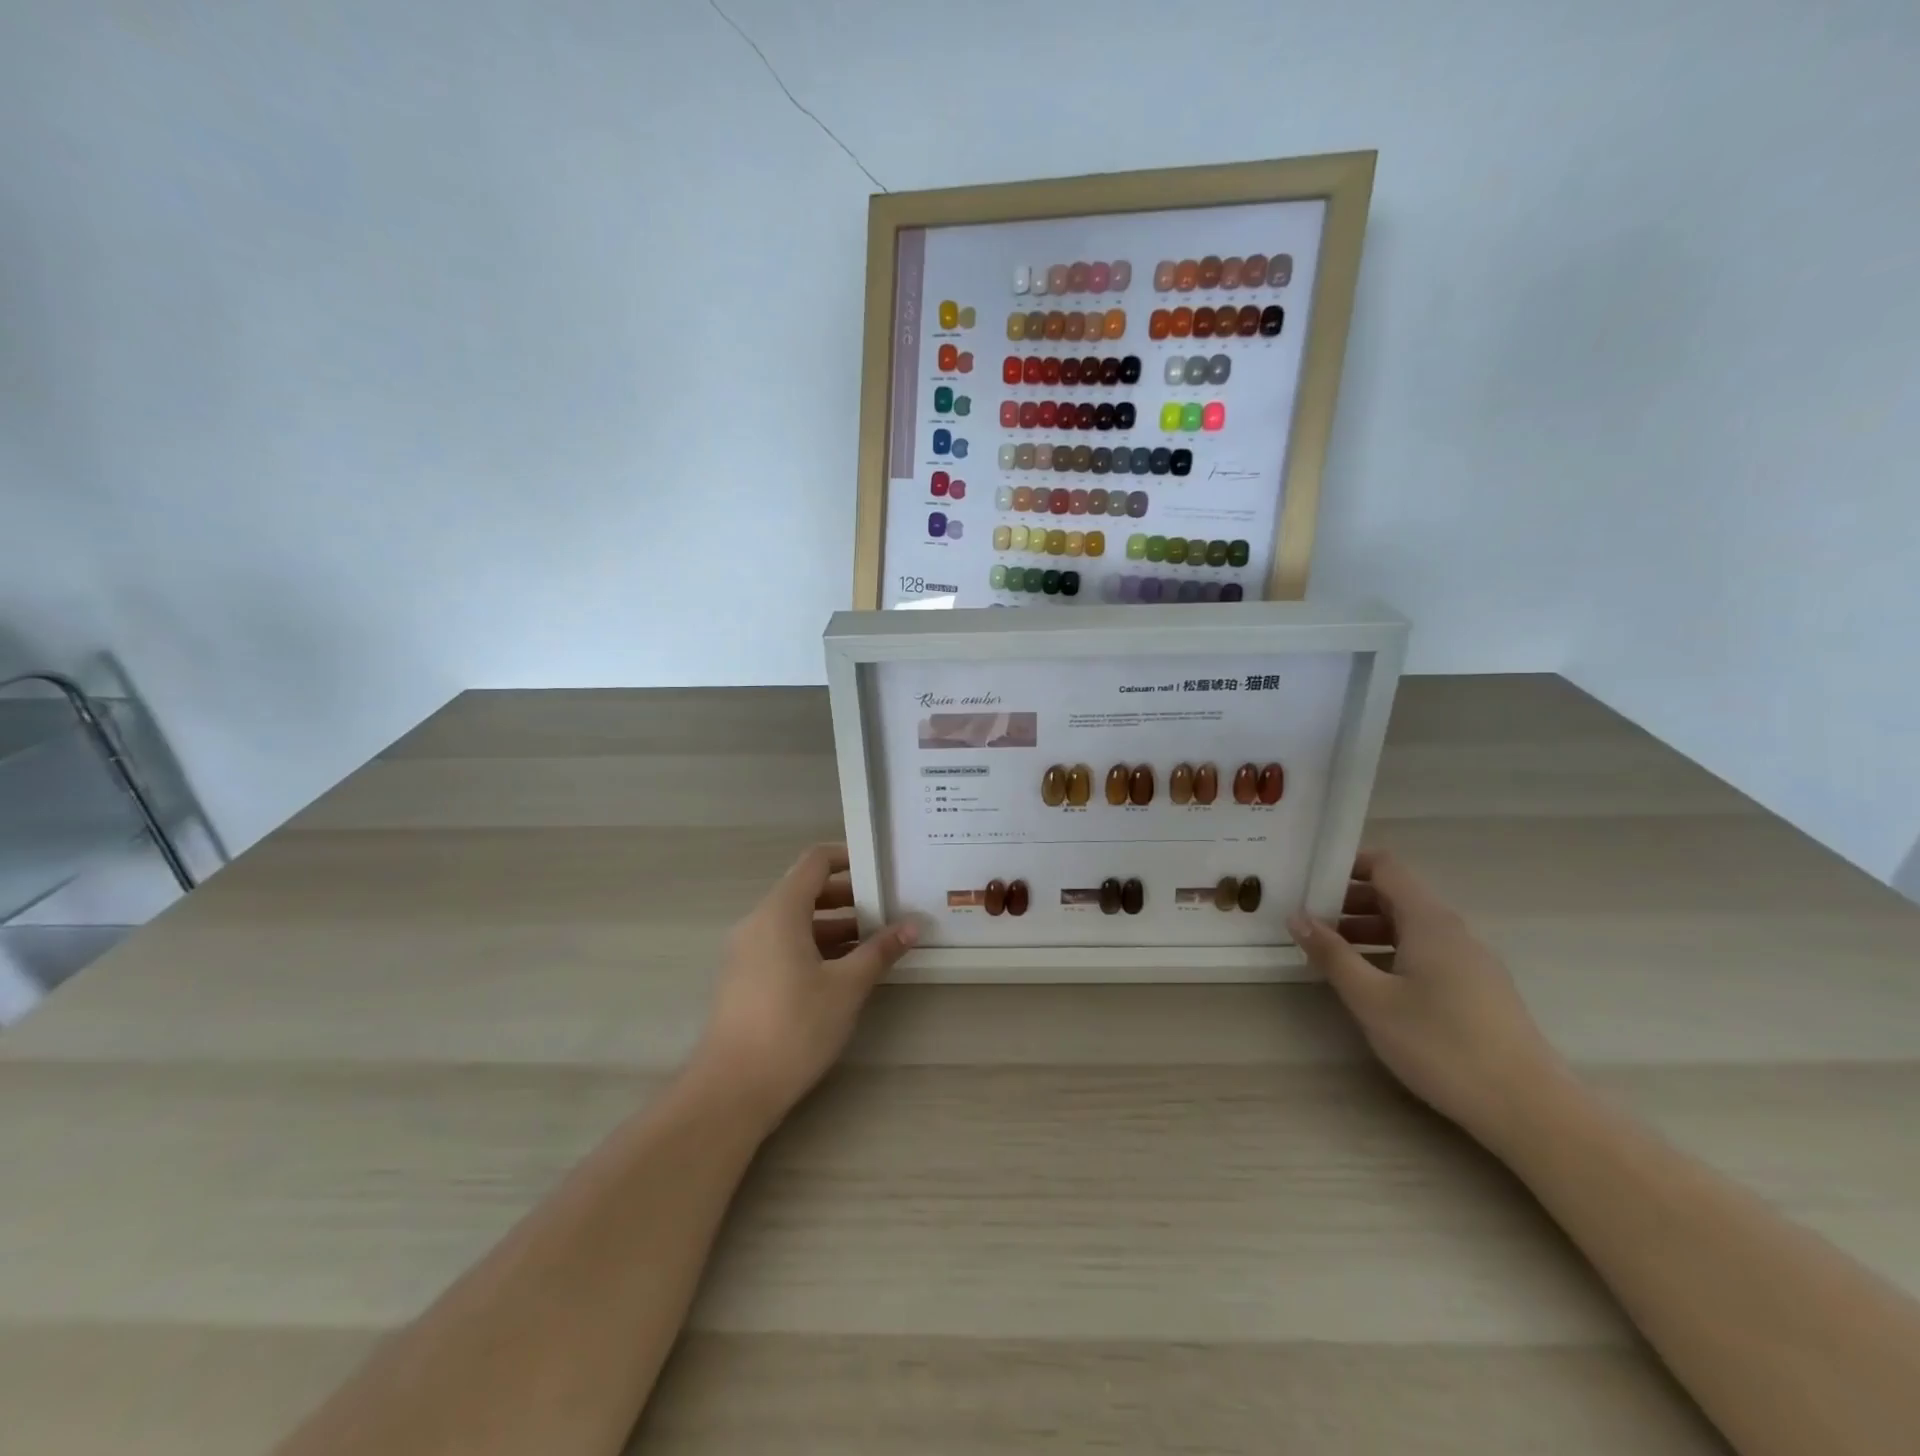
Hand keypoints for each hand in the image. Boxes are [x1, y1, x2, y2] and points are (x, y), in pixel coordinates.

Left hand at [695, 844, 917, 1130]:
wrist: (732, 1089)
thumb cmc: (794, 1027)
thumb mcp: (846, 987)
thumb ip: (880, 950)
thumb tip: (913, 925)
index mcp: (780, 911)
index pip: (815, 862)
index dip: (848, 857)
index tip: (881, 868)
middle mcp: (759, 922)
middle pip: (806, 890)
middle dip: (849, 897)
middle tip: (889, 907)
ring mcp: (748, 951)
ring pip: (796, 921)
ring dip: (835, 925)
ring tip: (876, 942)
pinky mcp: (746, 977)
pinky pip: (784, 944)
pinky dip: (815, 946)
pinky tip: (845, 970)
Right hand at [1288, 851, 1566, 1147]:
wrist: (1530, 1109)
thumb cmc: (1442, 1045)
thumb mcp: (1371, 999)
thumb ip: (1332, 954)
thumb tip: (1297, 917)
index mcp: (1429, 921)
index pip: (1386, 867)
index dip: (1347, 864)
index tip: (1310, 879)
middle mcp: (1452, 931)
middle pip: (1396, 895)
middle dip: (1349, 901)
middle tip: (1309, 920)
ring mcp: (1470, 961)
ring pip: (1410, 927)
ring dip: (1367, 929)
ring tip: (1330, 954)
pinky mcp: (1478, 990)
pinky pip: (1426, 952)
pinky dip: (1391, 952)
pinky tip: (1371, 984)